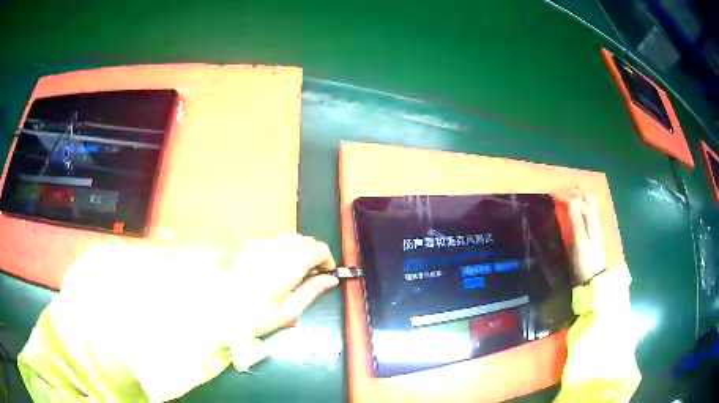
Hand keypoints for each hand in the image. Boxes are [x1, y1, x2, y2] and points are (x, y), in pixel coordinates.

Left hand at [228, 233, 338, 337]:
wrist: (218, 309)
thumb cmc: (256, 316)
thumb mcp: (289, 311)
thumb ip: (312, 291)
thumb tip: (332, 279)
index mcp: (290, 264)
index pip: (319, 249)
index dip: (328, 260)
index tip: (327, 275)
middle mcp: (277, 248)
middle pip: (306, 240)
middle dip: (314, 254)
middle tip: (311, 275)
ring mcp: (262, 244)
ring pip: (290, 237)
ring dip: (299, 249)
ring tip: (295, 270)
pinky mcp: (250, 245)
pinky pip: (275, 239)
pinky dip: (283, 247)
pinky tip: (276, 265)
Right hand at [566, 191, 605, 282]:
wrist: (594, 279)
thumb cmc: (585, 261)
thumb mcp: (579, 241)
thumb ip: (576, 220)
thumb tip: (570, 199)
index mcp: (591, 219)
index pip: (578, 199)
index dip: (565, 195)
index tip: (551, 195)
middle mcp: (594, 219)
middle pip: (587, 198)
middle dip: (574, 193)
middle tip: (559, 195)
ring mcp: (595, 226)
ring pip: (588, 205)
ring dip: (577, 199)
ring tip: (565, 201)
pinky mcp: (592, 234)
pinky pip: (587, 213)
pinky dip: (579, 208)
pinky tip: (573, 213)